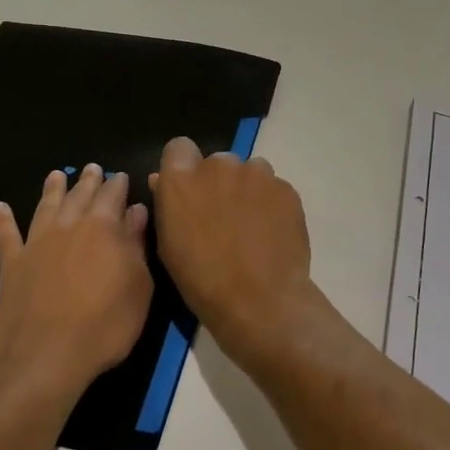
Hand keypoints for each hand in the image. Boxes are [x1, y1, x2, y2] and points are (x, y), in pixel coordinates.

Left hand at [0, 166, 151, 406]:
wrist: (46, 358)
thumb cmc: (105, 325)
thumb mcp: (138, 287)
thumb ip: (136, 245)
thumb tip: (136, 211)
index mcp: (103, 228)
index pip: (113, 195)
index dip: (118, 184)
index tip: (121, 177)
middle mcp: (68, 226)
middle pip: (79, 195)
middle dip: (88, 181)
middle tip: (92, 168)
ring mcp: (36, 244)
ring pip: (45, 206)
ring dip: (52, 189)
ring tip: (56, 175)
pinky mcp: (11, 266)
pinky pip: (6, 236)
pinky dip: (2, 221)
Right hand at [149, 137, 315, 358]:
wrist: (260, 301)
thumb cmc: (202, 280)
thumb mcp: (169, 245)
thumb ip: (167, 204)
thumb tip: (163, 181)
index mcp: (182, 178)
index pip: (179, 148)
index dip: (183, 167)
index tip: (189, 192)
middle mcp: (219, 165)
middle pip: (217, 162)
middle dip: (218, 183)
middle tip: (222, 217)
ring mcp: (256, 174)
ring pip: (249, 172)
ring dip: (247, 190)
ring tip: (251, 227)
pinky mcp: (286, 188)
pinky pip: (274, 188)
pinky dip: (271, 204)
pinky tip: (271, 234)